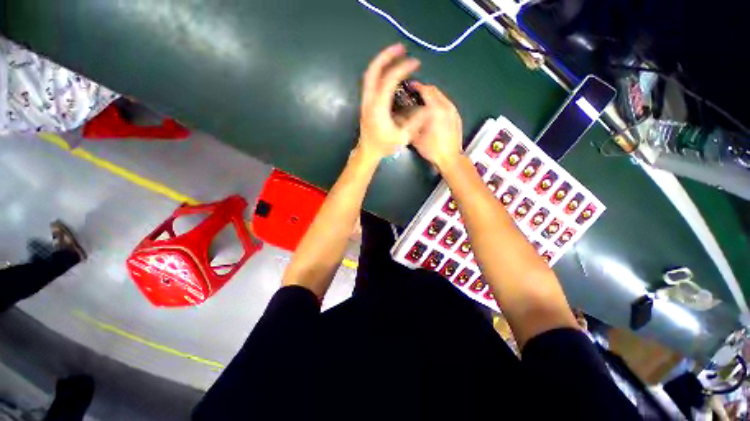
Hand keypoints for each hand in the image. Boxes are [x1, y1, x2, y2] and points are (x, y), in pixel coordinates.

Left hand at [358, 44, 429, 159]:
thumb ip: (415, 122)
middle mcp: (369, 99)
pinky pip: (370, 82)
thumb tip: (428, 109)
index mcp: (379, 106)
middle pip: (373, 70)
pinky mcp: (366, 103)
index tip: (416, 63)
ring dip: (381, 62)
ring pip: (369, 74)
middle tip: (400, 48)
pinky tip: (387, 72)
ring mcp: (365, 100)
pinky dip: (378, 72)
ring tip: (395, 55)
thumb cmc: (384, 146)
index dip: (403, 68)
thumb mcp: (402, 137)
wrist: (368, 151)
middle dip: (386, 55)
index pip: (390, 79)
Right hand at [409, 83, 463, 170]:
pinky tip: (434, 112)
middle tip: (415, 93)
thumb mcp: (416, 138)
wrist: (450, 158)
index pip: (426, 91)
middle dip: (424, 89)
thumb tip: (401, 117)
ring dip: (432, 96)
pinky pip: (447, 104)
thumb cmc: (432, 149)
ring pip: (442, 96)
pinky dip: (439, 103)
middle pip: (435, 90)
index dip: (417, 86)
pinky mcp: (457, 117)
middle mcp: (446, 107)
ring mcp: (453, 111)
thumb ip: (409, 125)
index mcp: (435, 110)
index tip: (410, 86)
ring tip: (423, 102)